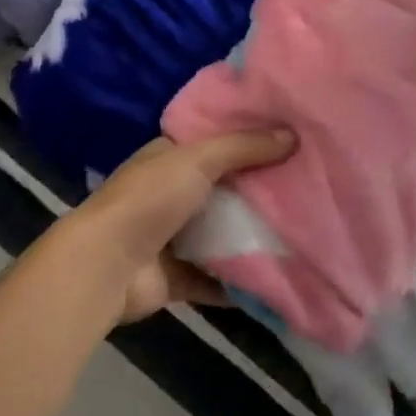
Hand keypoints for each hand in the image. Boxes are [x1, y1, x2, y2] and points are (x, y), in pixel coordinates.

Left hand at [64, 132, 294, 323]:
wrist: (108, 265)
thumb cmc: (151, 198)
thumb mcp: (199, 159)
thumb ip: (244, 147)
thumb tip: (293, 135)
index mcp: (169, 156)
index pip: (214, 141)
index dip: (249, 139)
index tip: (290, 140)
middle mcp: (170, 192)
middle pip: (223, 188)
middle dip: (258, 190)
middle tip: (307, 187)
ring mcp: (172, 236)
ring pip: (221, 233)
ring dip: (252, 235)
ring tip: (304, 230)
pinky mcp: (177, 277)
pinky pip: (218, 277)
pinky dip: (243, 280)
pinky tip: (282, 277)